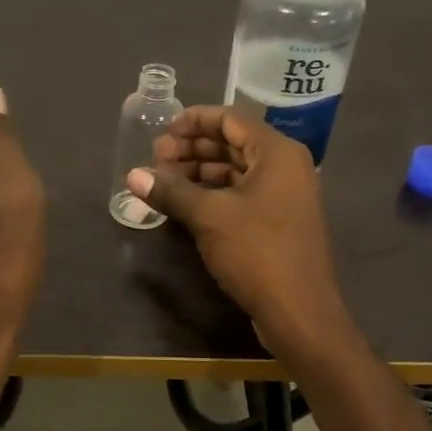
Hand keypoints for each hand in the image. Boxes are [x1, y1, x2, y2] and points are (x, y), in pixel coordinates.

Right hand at [126, 107, 350, 357]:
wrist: (299, 311)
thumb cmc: (257, 252)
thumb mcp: (209, 217)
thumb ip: (171, 191)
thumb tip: (132, 176)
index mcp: (277, 152)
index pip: (231, 119)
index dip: (193, 121)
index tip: (161, 131)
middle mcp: (285, 167)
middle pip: (233, 144)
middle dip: (192, 149)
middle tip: (156, 159)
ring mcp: (284, 196)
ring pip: (236, 171)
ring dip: (200, 172)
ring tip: (163, 181)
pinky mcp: (278, 222)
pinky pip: (242, 194)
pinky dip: (213, 194)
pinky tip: (185, 204)